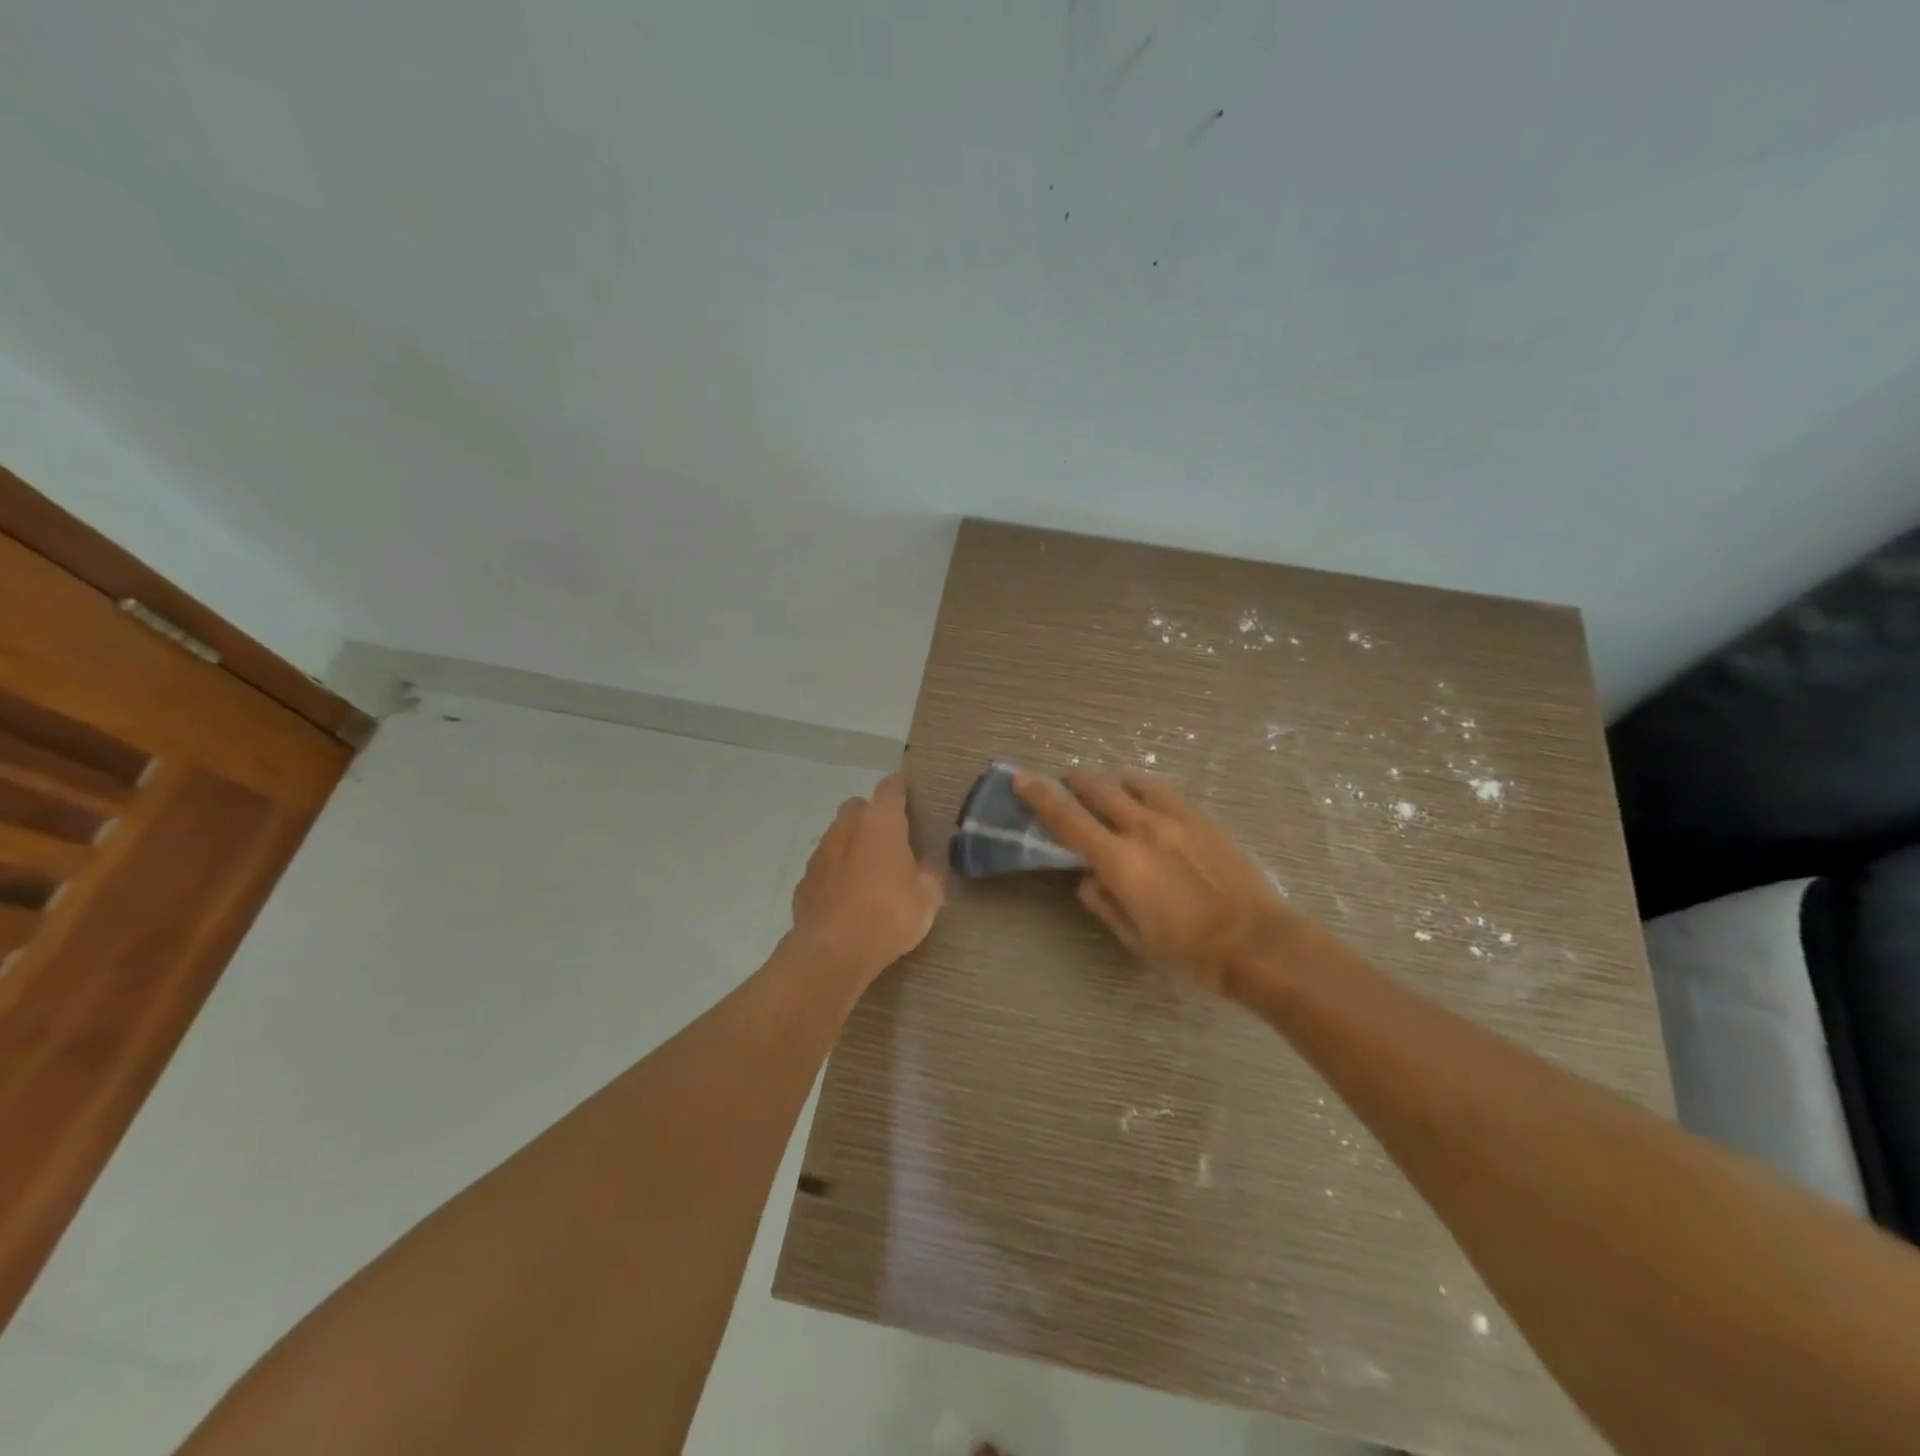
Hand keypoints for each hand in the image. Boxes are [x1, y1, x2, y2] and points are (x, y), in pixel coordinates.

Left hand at [789, 772, 944, 984]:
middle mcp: (846, 827)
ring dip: (851, 846)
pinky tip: (847, 897)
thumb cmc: (889, 913)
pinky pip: (824, 868)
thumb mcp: (927, 898)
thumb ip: (929, 876)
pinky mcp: (804, 882)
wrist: (833, 951)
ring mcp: (820, 854)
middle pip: (858, 807)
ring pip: (837, 836)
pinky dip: (835, 874)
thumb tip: (927, 868)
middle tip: (891, 839)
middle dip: (872, 816)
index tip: (910, 794)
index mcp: (881, 822)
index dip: (901, 788)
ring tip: (869, 871)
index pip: (891, 788)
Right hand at [1013, 768, 1300, 996]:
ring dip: (1110, 783)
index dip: (1039, 796)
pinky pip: (1162, 790)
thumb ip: (1103, 902)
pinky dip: (1142, 789)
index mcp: (1120, 861)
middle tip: (1065, 788)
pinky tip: (1145, 803)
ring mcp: (1176, 817)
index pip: (1068, 819)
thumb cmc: (1189, 950)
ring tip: (1108, 794)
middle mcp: (1143, 828)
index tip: (1020, 777)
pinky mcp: (1201, 817)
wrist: (1258, 942)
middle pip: (1097, 788)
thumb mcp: (1134, 937)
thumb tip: (1086, 878)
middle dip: (1073, 782)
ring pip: (1131, 780)